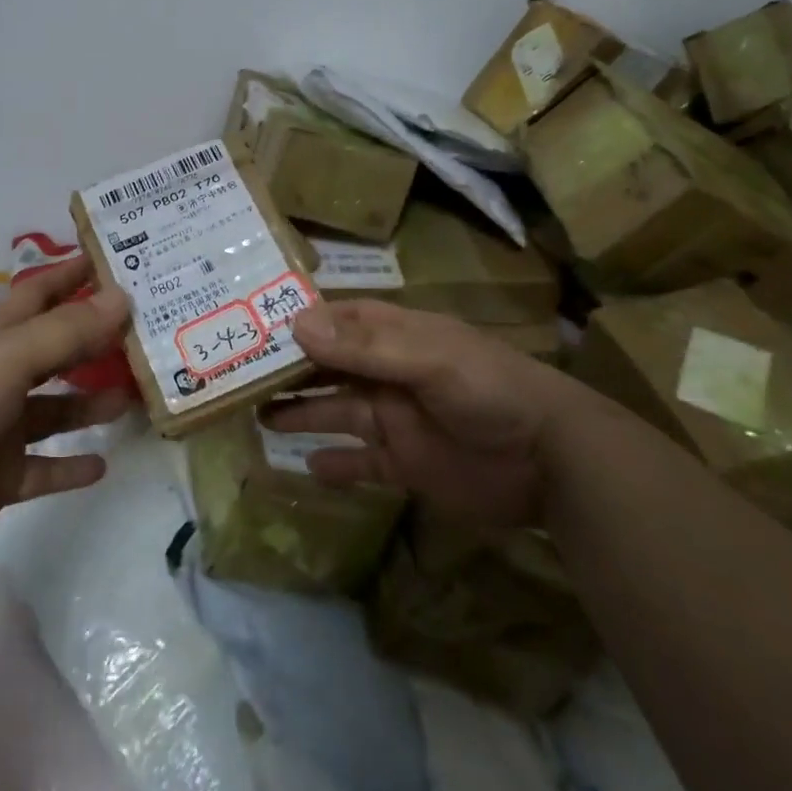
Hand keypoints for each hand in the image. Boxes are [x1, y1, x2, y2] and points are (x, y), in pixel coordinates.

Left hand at [0, 259, 134, 558]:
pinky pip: (43, 468)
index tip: (112, 261)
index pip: (39, 294)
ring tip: (131, 398)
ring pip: (54, 410)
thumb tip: (122, 297)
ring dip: (89, 404)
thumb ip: (68, 330)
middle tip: (144, 334)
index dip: (71, 275)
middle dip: (93, 341)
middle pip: (54, 351)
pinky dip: (70, 467)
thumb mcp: (11, 355)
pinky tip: (103, 464)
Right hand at [264, 300, 582, 535]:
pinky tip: (306, 469)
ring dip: (299, 413)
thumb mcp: (428, 360)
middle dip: (286, 371)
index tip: (246, 327)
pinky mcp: (404, 464)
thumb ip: (364, 347)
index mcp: (391, 337)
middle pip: (325, 367)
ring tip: (257, 417)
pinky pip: (359, 463)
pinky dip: (335, 466)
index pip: (332, 322)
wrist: (553, 463)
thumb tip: (295, 326)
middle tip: (237, 378)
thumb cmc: (490, 392)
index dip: (293, 323)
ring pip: (334, 412)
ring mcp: (393, 419)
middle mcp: (385, 373)